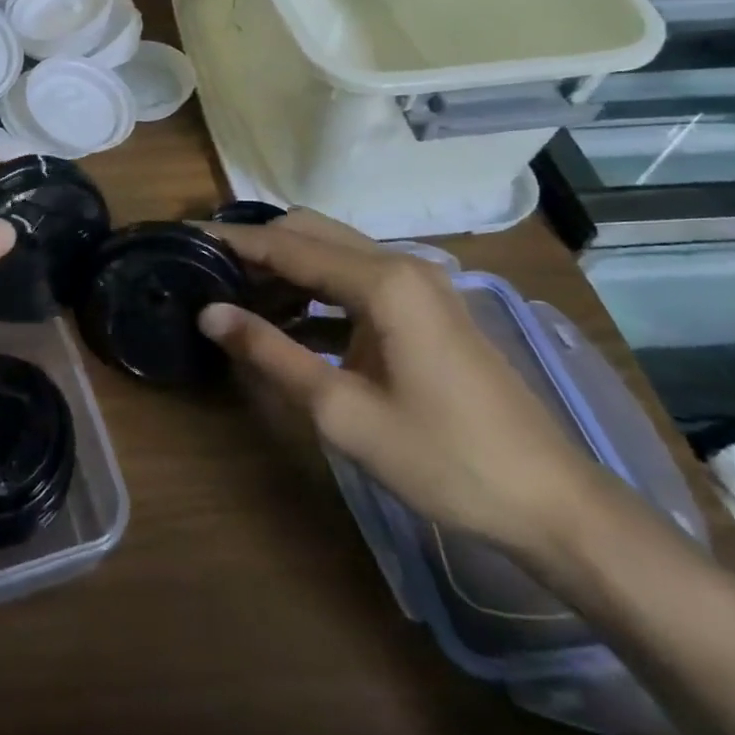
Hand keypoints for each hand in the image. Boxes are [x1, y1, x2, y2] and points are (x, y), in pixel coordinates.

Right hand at [198, 210, 602, 559]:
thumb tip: (209, 313)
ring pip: (334, 251)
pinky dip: (315, 287)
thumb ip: (270, 353)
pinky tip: (287, 318)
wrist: (551, 502)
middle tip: (206, 270)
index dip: (231, 242)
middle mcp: (402, 265)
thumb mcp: (341, 411)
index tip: (184, 239)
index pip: (287, 245)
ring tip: (235, 292)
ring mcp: (421, 284)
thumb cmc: (443, 459)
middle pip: (311, 231)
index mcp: (383, 282)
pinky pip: (356, 277)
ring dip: (285, 264)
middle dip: (256, 245)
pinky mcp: (427, 307)